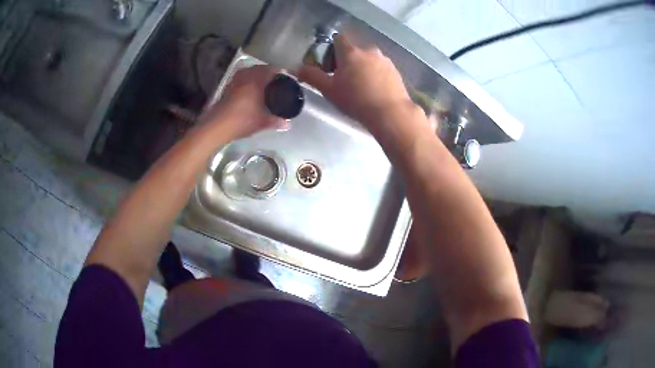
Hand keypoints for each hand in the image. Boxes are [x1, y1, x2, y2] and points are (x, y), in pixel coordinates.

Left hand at [200, 65, 283, 138]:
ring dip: (256, 75)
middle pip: (259, 69)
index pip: (271, 70)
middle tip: (275, 80)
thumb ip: (276, 121)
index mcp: (257, 80)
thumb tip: (288, 124)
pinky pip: (240, 79)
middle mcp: (246, 77)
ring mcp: (234, 81)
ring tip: (263, 84)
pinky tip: (249, 91)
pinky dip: (247, 81)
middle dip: (268, 72)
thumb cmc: (243, 120)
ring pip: (248, 73)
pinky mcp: (227, 88)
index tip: (285, 76)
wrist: (218, 125)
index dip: (280, 72)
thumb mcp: (262, 122)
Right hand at [299, 35, 418, 133]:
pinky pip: (380, 67)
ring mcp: (384, 60)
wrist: (390, 113)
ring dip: (361, 67)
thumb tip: (298, 69)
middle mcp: (369, 51)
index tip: (330, 65)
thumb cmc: (356, 100)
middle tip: (343, 80)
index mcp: (350, 52)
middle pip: (353, 50)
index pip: (338, 38)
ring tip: (361, 88)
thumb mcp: (329, 90)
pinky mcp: (395, 70)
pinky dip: (375, 74)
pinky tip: (374, 91)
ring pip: (368, 59)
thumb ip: (312, 76)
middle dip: (346, 61)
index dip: (331, 49)